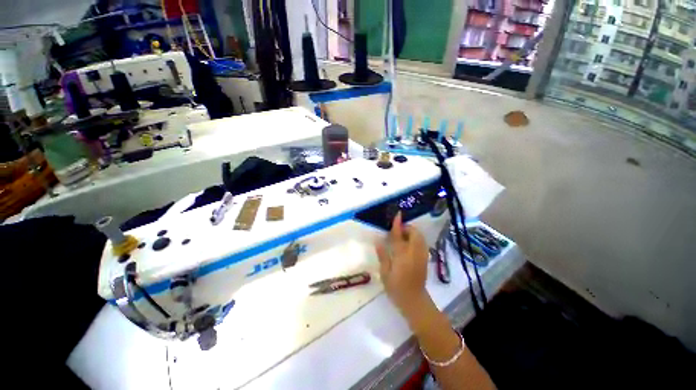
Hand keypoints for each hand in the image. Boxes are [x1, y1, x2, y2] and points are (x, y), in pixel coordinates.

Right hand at [375, 212, 430, 314]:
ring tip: (403, 237)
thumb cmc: (396, 288)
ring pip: (420, 237)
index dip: (398, 225)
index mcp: (402, 256)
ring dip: (412, 233)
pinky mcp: (425, 259)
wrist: (414, 301)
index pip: (399, 236)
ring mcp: (421, 256)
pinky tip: (409, 244)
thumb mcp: (385, 273)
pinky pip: (422, 243)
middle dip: (407, 228)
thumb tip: (378, 241)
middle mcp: (414, 253)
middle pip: (414, 234)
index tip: (398, 215)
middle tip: (398, 231)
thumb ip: (383, 255)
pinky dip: (416, 239)